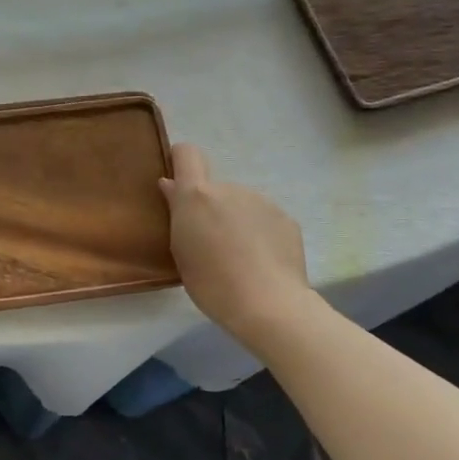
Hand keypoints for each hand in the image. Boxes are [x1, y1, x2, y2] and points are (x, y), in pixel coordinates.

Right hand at [159, 143, 313, 350]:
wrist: (269, 306)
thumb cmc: (212, 282)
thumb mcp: (181, 250)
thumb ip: (177, 213)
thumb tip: (171, 185)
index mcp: (198, 195)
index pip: (187, 153)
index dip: (180, 161)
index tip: (178, 184)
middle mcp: (230, 188)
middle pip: (214, 189)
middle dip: (211, 209)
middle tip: (211, 244)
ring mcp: (262, 201)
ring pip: (241, 205)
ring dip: (236, 221)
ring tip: (239, 258)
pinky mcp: (286, 219)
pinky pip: (264, 220)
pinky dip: (260, 234)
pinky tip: (262, 263)